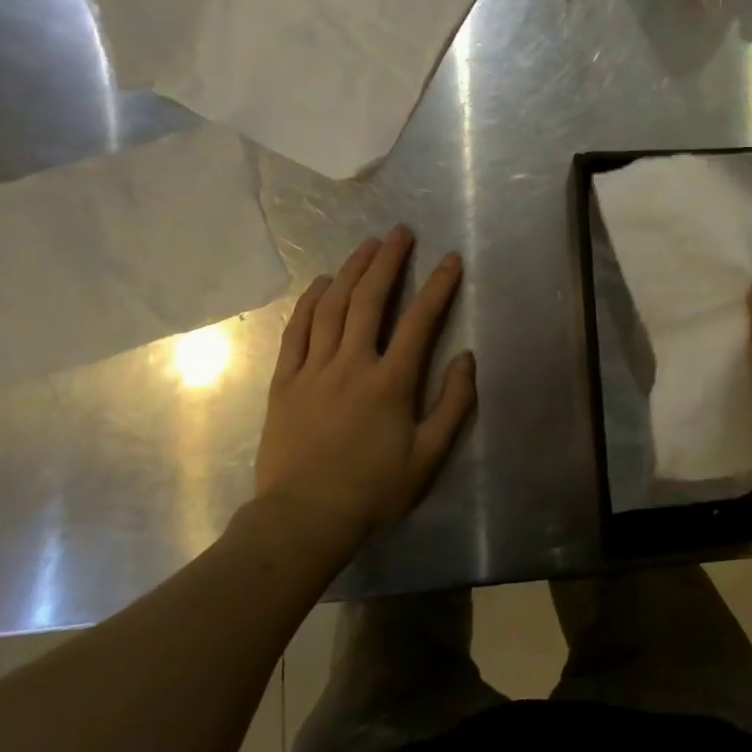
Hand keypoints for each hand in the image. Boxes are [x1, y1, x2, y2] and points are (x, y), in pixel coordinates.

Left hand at [253, 226, 476, 547]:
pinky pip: (295, 331)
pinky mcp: (285, 382)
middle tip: (400, 233)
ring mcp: (313, 370)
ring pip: (331, 308)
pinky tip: (319, 283)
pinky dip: (308, 302)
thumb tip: (466, 358)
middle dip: (388, 261)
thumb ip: (453, 405)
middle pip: (369, 300)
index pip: (419, 321)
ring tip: (366, 245)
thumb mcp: (428, 456)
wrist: (304, 518)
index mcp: (390, 382)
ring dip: (350, 271)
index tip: (450, 259)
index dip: (437, 286)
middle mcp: (351, 364)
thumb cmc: (373, 490)